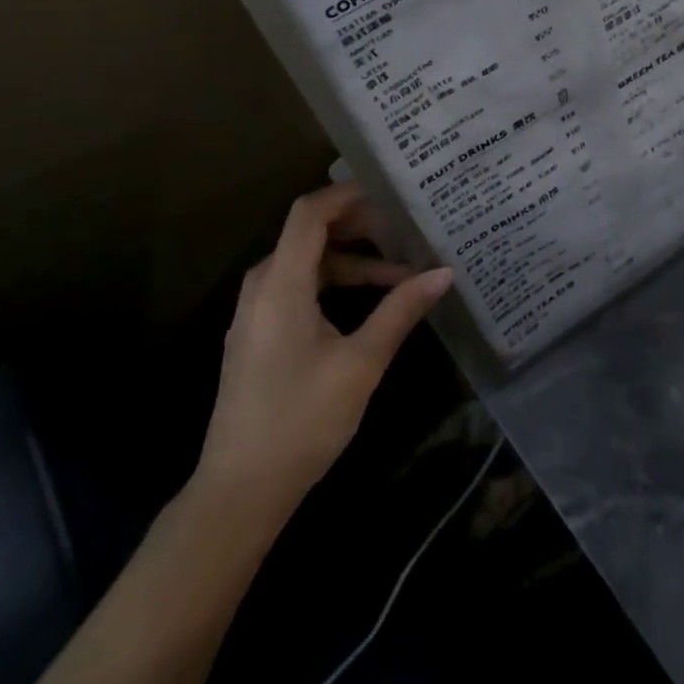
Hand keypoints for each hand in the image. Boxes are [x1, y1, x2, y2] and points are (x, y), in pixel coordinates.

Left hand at [193, 182, 452, 522]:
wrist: (238, 492)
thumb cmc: (301, 421)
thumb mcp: (361, 363)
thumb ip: (400, 311)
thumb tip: (444, 273)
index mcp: (281, 283)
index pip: (310, 212)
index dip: (348, 193)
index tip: (390, 191)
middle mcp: (262, 285)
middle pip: (310, 232)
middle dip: (359, 226)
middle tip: (405, 228)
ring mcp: (256, 310)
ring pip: (308, 262)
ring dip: (352, 260)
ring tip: (400, 271)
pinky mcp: (258, 332)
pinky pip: (298, 286)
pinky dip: (333, 282)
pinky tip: (368, 302)